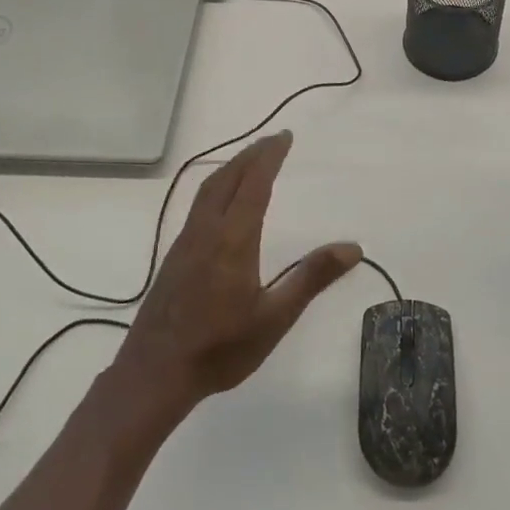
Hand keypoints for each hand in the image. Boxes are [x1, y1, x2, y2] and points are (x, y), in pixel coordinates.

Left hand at [114, 131, 360, 412]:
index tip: (284, 136)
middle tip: (272, 140)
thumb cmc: (221, 347)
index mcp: (233, 238)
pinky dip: (216, 186)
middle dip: (251, 154)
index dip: (269, 156)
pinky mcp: (174, 256)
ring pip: (207, 189)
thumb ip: (312, 278)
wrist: (155, 372)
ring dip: (231, 167)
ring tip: (250, 161)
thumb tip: (353, 247)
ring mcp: (185, 242)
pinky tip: (221, 202)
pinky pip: (198, 205)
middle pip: (227, 178)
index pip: (254, 184)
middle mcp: (206, 230)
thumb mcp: (275, 317)